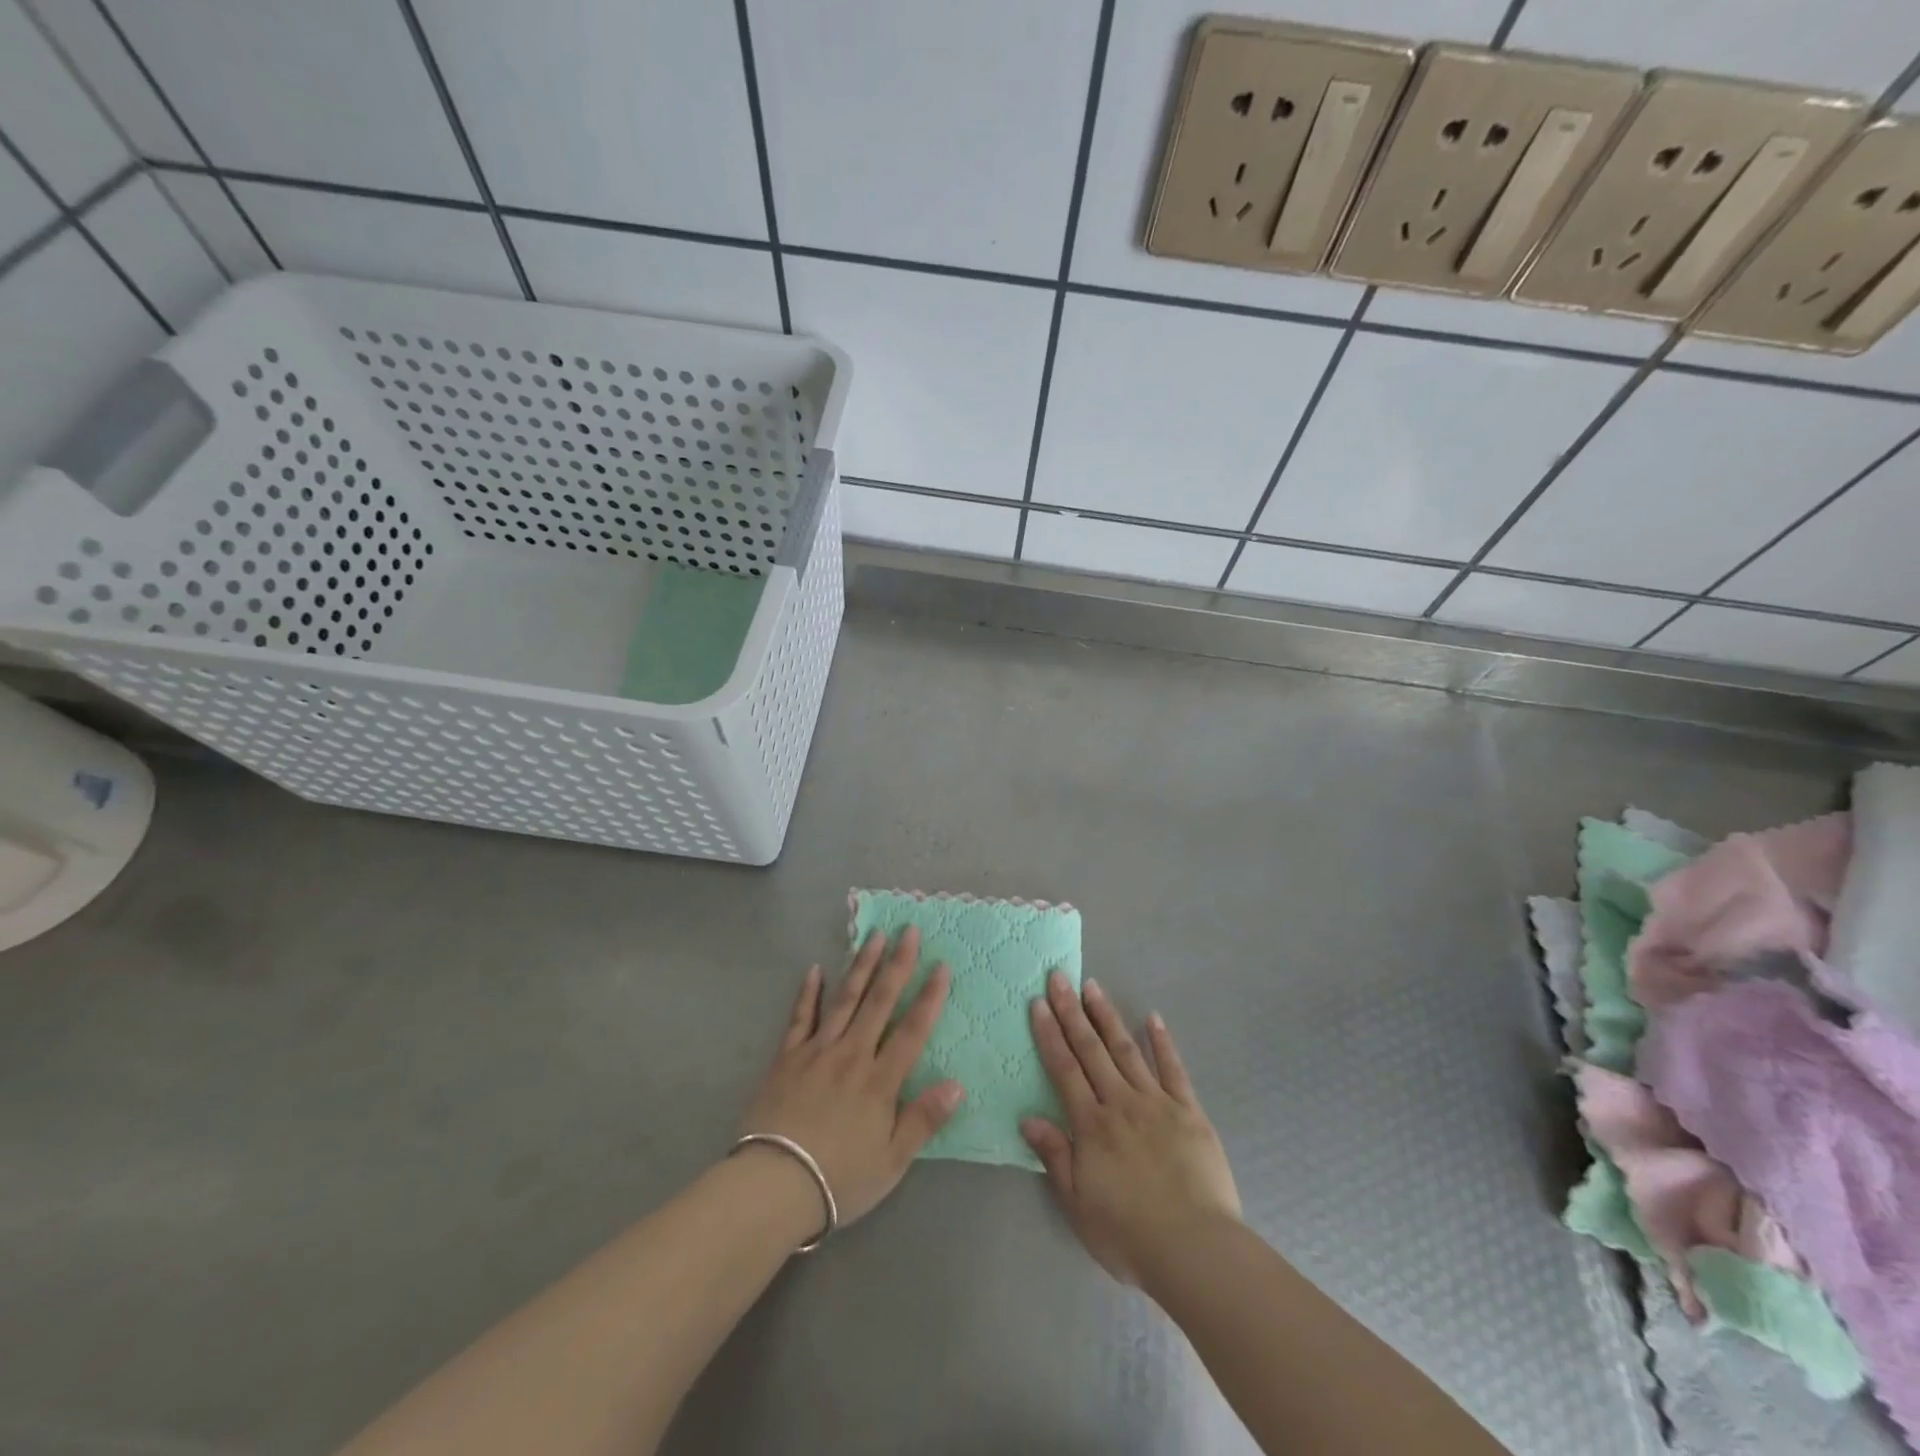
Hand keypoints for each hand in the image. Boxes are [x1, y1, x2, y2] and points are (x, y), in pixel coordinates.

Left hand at [738, 927, 964, 1232]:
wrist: (774, 1184)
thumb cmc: (840, 1178)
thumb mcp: (892, 1160)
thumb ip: (924, 1119)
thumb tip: (957, 1084)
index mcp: (880, 1080)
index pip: (912, 1030)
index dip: (929, 997)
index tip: (941, 965)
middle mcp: (852, 1054)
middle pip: (879, 1001)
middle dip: (897, 964)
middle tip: (908, 930)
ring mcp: (817, 1051)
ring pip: (845, 999)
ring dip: (861, 965)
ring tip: (874, 936)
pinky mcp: (787, 1057)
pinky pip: (800, 1017)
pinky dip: (808, 992)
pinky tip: (815, 969)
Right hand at [1023, 972, 1239, 1287]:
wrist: (1194, 1249)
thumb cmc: (1129, 1234)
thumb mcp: (1078, 1204)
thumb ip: (1055, 1156)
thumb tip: (1028, 1118)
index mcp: (1092, 1125)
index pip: (1064, 1069)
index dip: (1050, 1034)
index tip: (1038, 1002)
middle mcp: (1120, 1103)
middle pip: (1091, 1049)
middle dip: (1072, 1011)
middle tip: (1060, 977)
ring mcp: (1157, 1103)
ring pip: (1126, 1050)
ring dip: (1107, 1017)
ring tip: (1093, 987)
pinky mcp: (1189, 1111)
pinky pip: (1173, 1070)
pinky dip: (1162, 1042)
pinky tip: (1153, 1019)